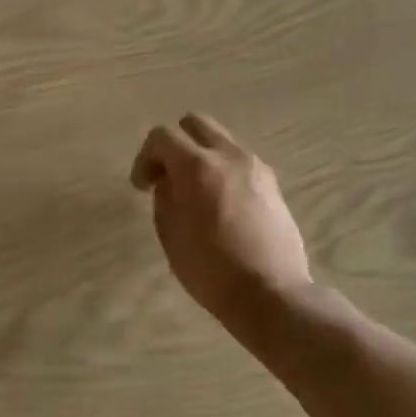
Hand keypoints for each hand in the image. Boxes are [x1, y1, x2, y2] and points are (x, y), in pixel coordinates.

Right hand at [130, 114, 314, 340]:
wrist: (270, 293)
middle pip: (195, 123)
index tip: (142, 187)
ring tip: (196, 192)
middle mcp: (229, 155)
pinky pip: (240, 162)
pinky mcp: (272, 183)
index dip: (145, 157)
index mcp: (197, 165)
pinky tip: (221, 204)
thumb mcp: (170, 232)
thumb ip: (165, 195)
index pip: (162, 136)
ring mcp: (255, 167)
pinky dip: (223, 171)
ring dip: (202, 156)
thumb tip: (169, 180)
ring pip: (221, 141)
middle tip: (167, 175)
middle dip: (176, 144)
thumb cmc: (209, 268)